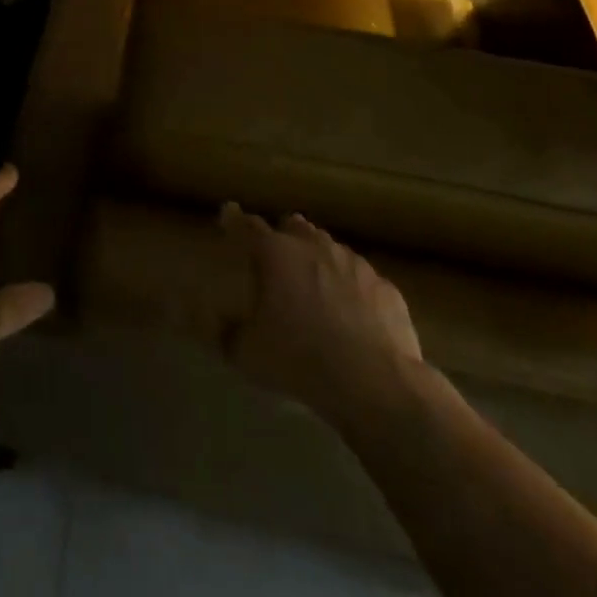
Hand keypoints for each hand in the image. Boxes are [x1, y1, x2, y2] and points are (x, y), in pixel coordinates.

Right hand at [219, 204, 423, 428]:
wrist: (374, 382)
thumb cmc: (300, 359)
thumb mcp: (247, 354)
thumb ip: (224, 332)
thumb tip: (211, 320)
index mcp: (276, 254)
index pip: (248, 226)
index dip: (235, 219)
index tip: (228, 214)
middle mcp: (315, 247)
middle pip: (294, 227)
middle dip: (284, 236)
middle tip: (277, 257)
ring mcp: (354, 264)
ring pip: (330, 248)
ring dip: (319, 259)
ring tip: (315, 285)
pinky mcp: (385, 287)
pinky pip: (362, 279)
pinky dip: (352, 288)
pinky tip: (353, 314)